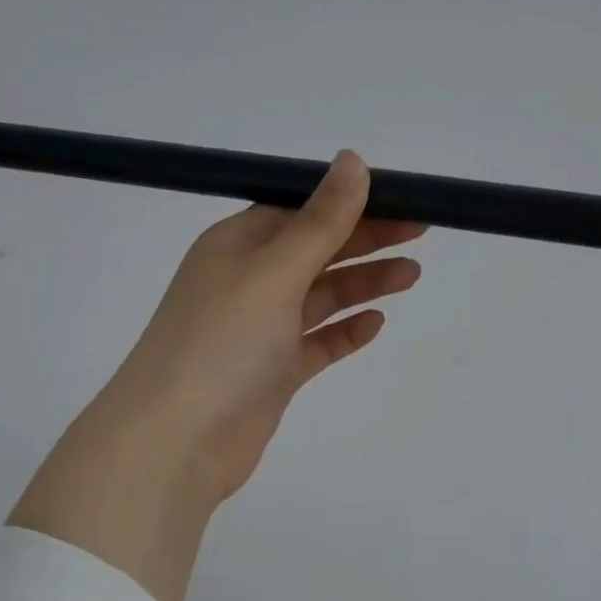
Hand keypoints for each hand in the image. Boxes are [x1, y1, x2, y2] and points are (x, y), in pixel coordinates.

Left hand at [10, 152, 422, 600]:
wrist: (179, 440)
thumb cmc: (221, 344)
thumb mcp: (273, 273)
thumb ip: (319, 223)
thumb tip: (353, 160)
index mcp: (237, 246)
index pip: (301, 211)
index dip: (350, 203)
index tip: (401, 200)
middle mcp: (247, 283)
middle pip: (316, 251)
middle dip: (366, 240)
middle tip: (422, 233)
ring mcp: (260, 332)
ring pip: (321, 298)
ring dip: (363, 284)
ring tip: (412, 275)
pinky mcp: (273, 374)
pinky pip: (316, 344)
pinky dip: (345, 332)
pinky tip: (376, 323)